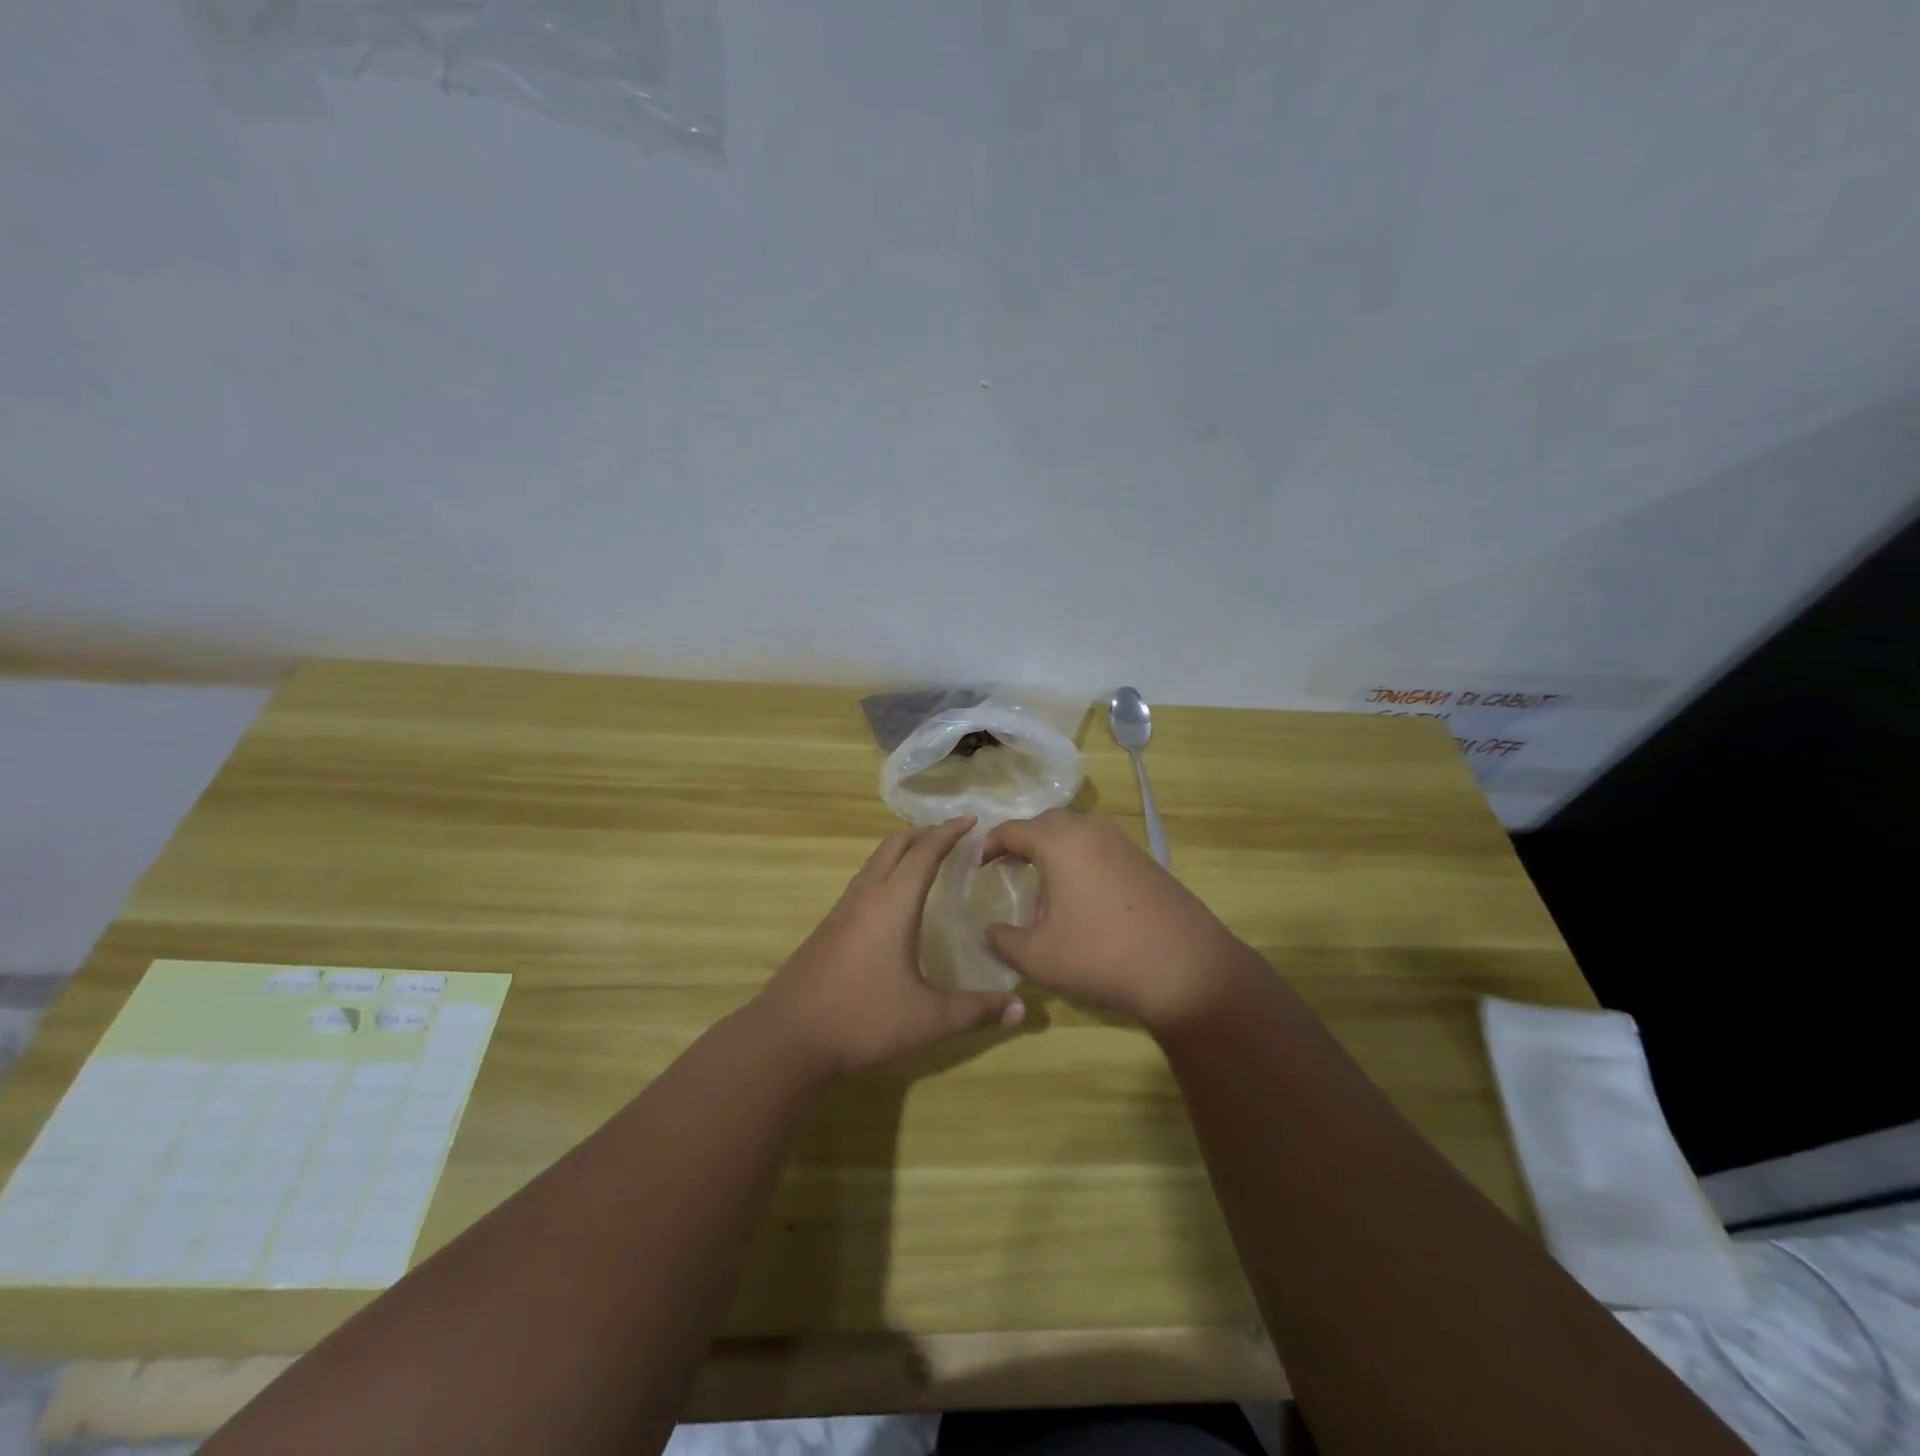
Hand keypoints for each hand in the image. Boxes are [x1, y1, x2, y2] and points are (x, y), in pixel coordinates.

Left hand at [755, 817, 1026, 1074]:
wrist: (787, 1039)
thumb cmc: (863, 1020)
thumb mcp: (928, 1020)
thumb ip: (976, 1011)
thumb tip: (1021, 1009)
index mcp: (892, 904)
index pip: (924, 852)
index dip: (948, 832)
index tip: (971, 819)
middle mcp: (865, 897)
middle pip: (893, 846)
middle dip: (924, 834)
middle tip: (952, 837)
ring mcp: (840, 911)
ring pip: (873, 863)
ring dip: (900, 853)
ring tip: (926, 862)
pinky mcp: (826, 929)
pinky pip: (861, 884)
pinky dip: (884, 874)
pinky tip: (893, 904)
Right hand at [981, 809, 1261, 1033]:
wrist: (1186, 969)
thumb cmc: (1101, 955)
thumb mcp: (1037, 956)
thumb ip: (1002, 940)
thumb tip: (988, 930)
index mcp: (1060, 842)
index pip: (1012, 829)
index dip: (988, 845)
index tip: (976, 865)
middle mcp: (1091, 830)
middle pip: (1046, 823)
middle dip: (1021, 841)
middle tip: (1005, 868)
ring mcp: (1123, 843)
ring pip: (1076, 833)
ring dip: (1053, 850)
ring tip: (1041, 884)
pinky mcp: (1145, 861)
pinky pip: (1099, 848)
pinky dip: (1079, 861)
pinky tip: (1080, 897)